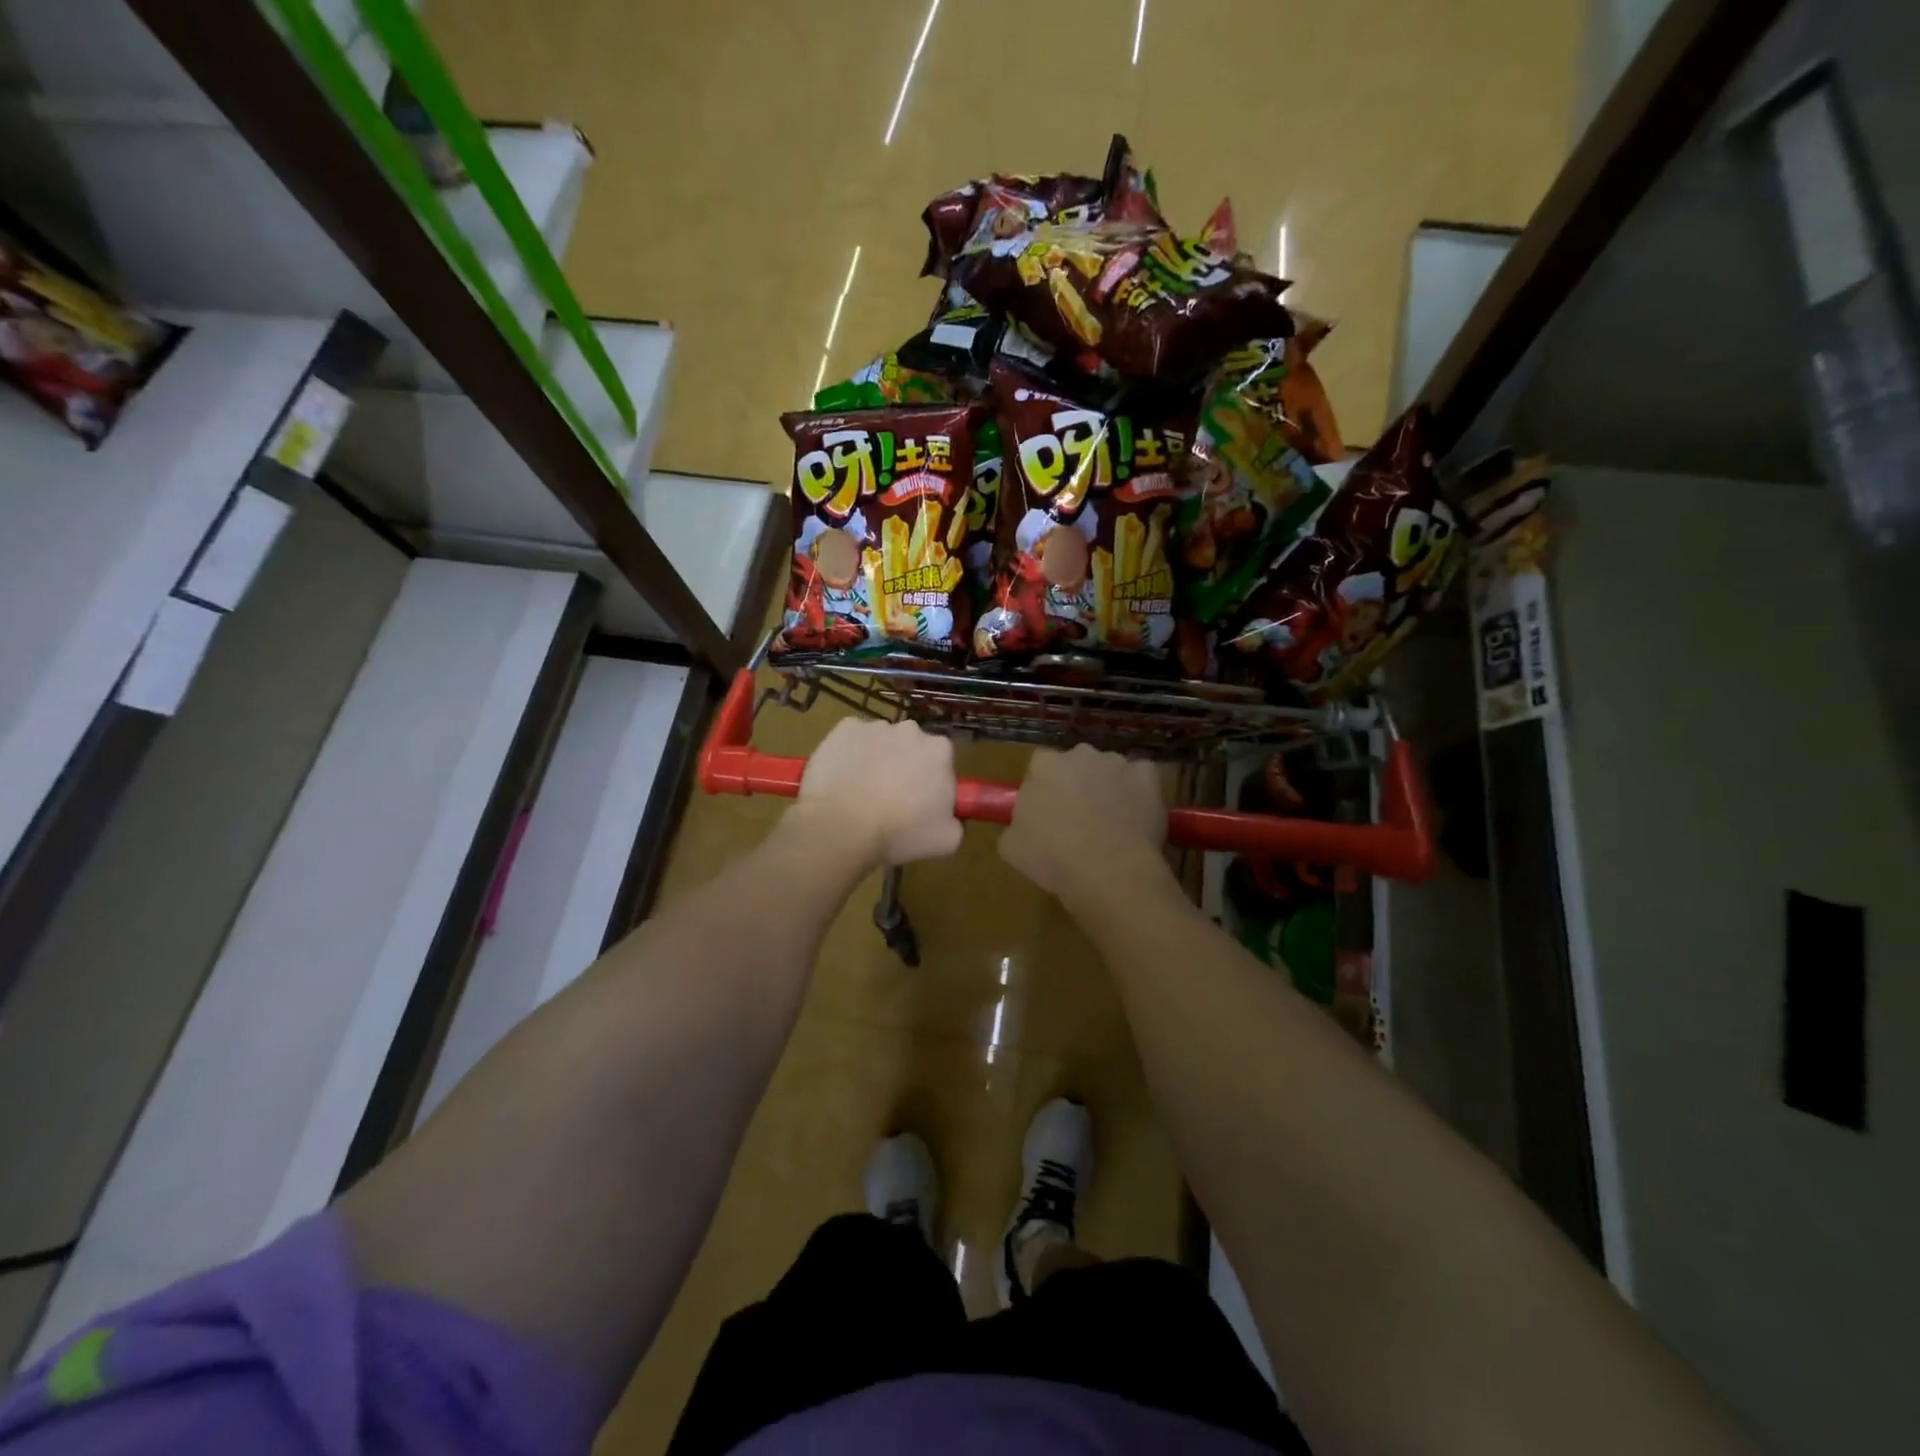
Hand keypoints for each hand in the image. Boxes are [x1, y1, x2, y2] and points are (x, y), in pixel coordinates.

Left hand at [793, 717, 961, 868]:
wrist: (842, 826)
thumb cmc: (899, 833)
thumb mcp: (946, 840)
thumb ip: (956, 821)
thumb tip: (949, 815)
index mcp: (939, 751)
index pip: (942, 760)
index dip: (932, 781)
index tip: (921, 802)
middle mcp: (910, 730)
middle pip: (912, 746)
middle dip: (905, 766)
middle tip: (892, 798)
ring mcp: (875, 726)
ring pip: (881, 742)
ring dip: (877, 760)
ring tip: (862, 793)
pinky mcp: (844, 729)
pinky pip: (852, 739)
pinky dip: (849, 754)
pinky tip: (843, 779)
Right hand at [999, 745, 1167, 906]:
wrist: (1108, 872)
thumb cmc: (1052, 859)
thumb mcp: (1012, 846)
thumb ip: (1016, 823)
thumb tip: (1025, 822)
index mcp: (1044, 765)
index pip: (1041, 766)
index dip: (1044, 788)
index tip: (1047, 812)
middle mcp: (1080, 753)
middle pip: (1076, 764)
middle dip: (1077, 785)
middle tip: (1078, 819)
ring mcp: (1117, 762)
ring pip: (1109, 771)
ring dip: (1108, 788)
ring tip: (1111, 824)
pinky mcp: (1147, 775)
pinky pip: (1141, 778)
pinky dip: (1138, 792)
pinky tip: (1136, 818)